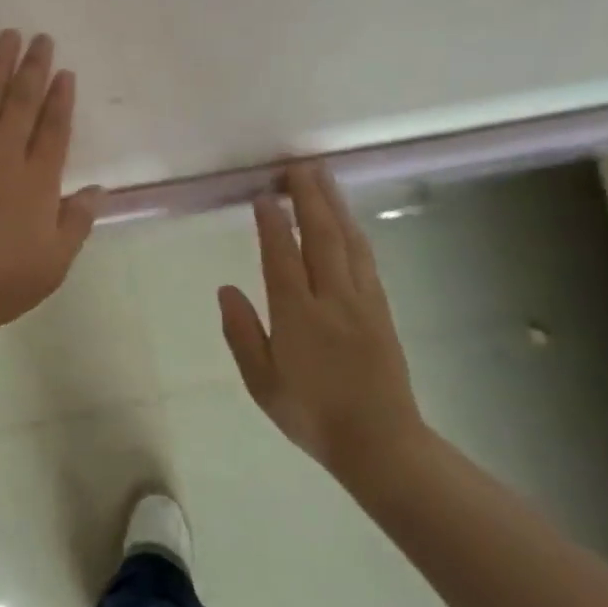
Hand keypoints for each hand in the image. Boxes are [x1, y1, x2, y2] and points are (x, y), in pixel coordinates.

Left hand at [0, 30, 103, 333]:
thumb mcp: (54, 263)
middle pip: (20, 104)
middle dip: (32, 68)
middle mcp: (0, 159)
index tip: (63, 71)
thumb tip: (95, 190)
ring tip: (5, 38)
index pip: (53, 130)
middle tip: (39, 38)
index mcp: (35, 182)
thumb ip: (76, 222)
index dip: (60, 99)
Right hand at [218, 164, 427, 477]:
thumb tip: (226, 288)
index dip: (271, 223)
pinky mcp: (381, 309)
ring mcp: (362, 301)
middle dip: (309, 198)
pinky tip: (348, 221)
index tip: (263, 194)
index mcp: (297, 315)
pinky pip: (366, 259)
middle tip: (298, 165)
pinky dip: (354, 232)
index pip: (281, 256)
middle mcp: (332, 298)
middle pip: (320, 236)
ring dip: (334, 206)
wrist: (379, 440)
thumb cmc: (310, 413)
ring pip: (348, 241)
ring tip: (322, 179)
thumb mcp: (261, 381)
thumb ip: (241, 332)